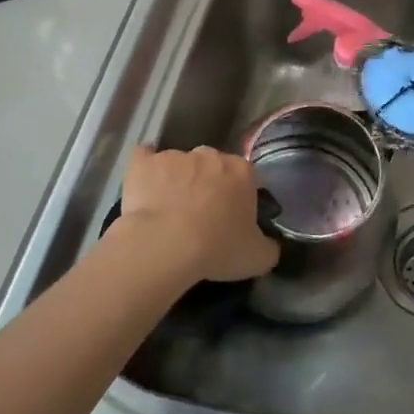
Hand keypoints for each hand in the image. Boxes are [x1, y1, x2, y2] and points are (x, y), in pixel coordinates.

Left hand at [119, 145, 278, 282]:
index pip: (247, 177)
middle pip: (213, 165)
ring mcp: (175, 156)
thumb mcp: (257, 258)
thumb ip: (269, 247)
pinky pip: (144, 157)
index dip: (240, 196)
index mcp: (242, 172)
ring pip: (180, 163)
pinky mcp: (143, 164)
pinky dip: (146, 167)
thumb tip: (269, 246)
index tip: (233, 217)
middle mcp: (210, 155)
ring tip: (169, 210)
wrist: (164, 245)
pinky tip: (144, 182)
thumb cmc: (217, 248)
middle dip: (209, 183)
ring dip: (178, 179)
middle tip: (202, 213)